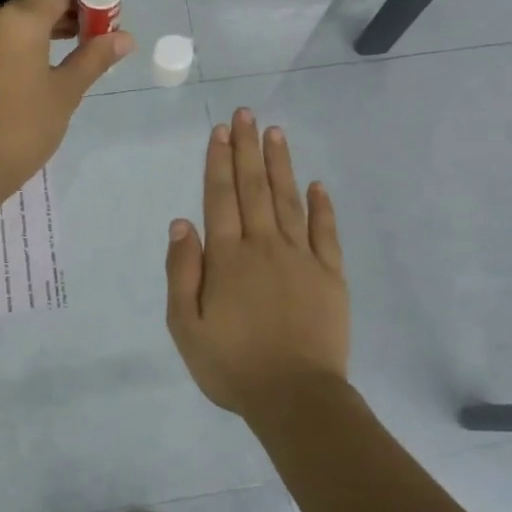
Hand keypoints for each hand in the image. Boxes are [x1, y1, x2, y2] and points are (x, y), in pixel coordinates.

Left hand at [0, 0, 133, 199]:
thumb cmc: (25, 128)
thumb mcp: (66, 92)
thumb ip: (94, 58)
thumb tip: (125, 37)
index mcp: (19, 20)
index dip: (86, 0)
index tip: (106, 22)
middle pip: (36, 4)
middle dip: (68, 16)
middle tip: (96, 42)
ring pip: (17, 23)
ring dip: (46, 32)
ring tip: (73, 57)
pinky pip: (0, 40)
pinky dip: (24, 45)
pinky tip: (41, 70)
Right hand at [165, 110, 349, 416]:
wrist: (296, 397)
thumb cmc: (232, 365)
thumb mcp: (186, 327)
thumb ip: (182, 272)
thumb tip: (182, 223)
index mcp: (228, 258)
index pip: (221, 198)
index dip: (219, 161)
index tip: (222, 130)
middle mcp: (264, 246)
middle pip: (254, 188)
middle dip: (248, 149)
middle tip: (247, 114)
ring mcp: (301, 258)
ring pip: (289, 201)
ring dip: (280, 165)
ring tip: (275, 133)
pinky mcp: (330, 275)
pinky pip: (326, 233)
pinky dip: (322, 206)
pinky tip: (317, 184)